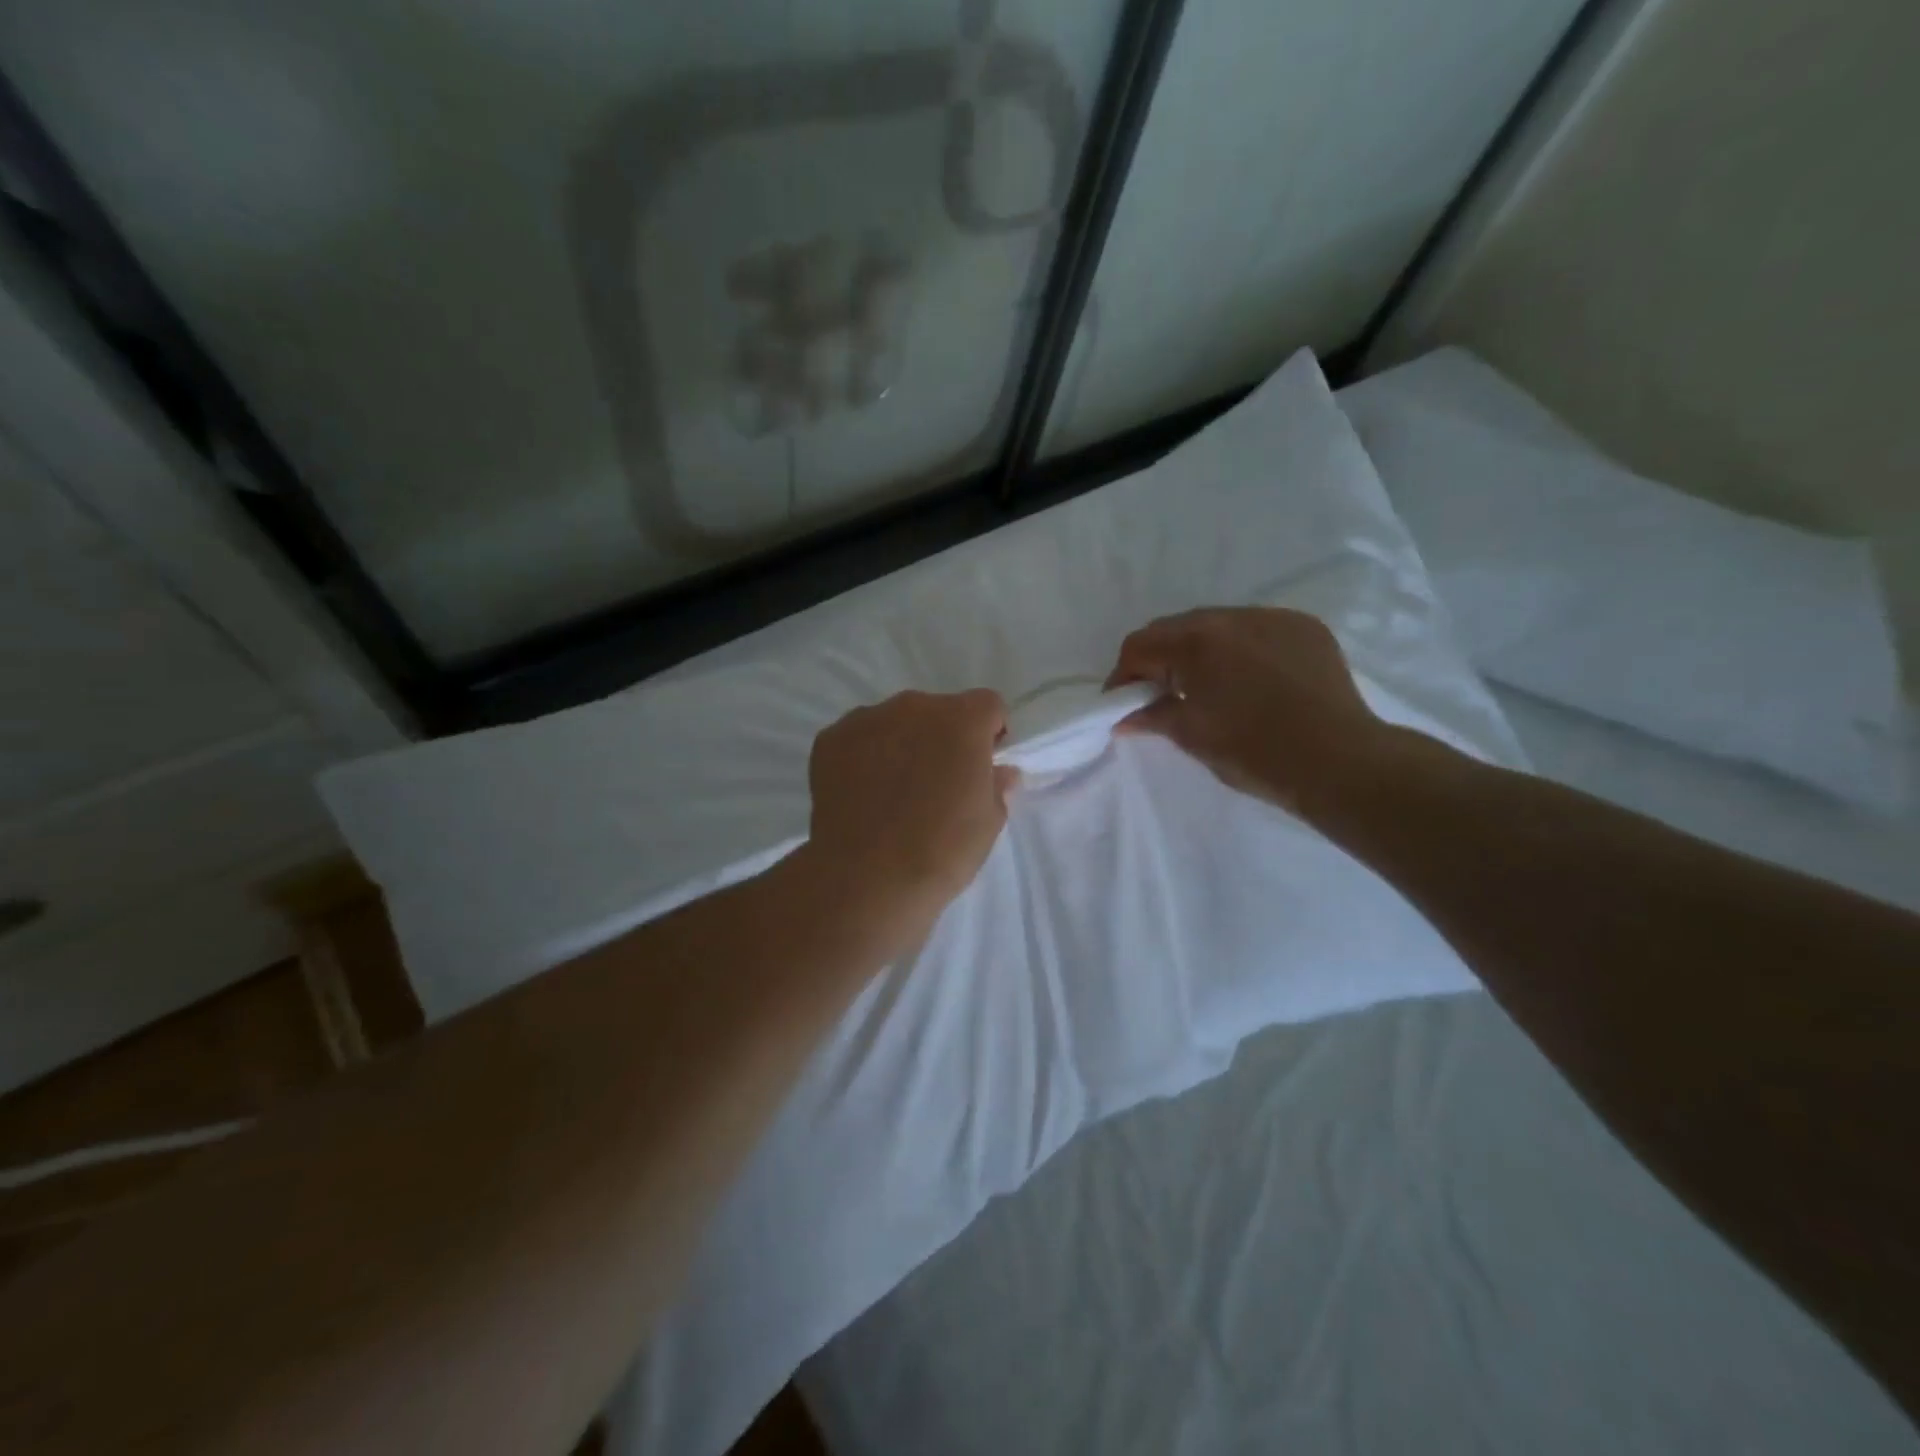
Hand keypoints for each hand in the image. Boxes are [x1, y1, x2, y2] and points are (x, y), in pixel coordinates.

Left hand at [803, 689, 1019, 934]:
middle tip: (936, 783)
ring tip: (893, 792)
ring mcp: (867, 719)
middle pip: (937, 711)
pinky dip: (863, 757)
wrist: (869, 878)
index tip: (981, 766)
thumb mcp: (989, 822)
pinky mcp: (830, 740)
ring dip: (901, 744)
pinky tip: (862, 795)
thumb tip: (1000, 772)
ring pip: (894, 722)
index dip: (988, 734)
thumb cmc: (942, 849)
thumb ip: (997, 785)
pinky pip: (857, 738)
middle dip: (941, 738)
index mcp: (962, 720)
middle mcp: (914, 707)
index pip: (987, 706)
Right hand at [1105, 607, 1391, 815]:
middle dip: (1159, 659)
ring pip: (1217, 625)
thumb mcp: (1193, 736)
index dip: (1123, 676)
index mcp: (1197, 641)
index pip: (1140, 645)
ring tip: (1206, 687)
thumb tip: (1123, 718)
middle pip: (1176, 628)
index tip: (1123, 704)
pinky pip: (1256, 630)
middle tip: (1159, 696)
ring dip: (1199, 651)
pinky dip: (1239, 650)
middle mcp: (1233, 617)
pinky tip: (1249, 681)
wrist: (1340, 762)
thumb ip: (1152, 718)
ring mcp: (1274, 618)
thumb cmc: (1255, 752)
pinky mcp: (1305, 629)